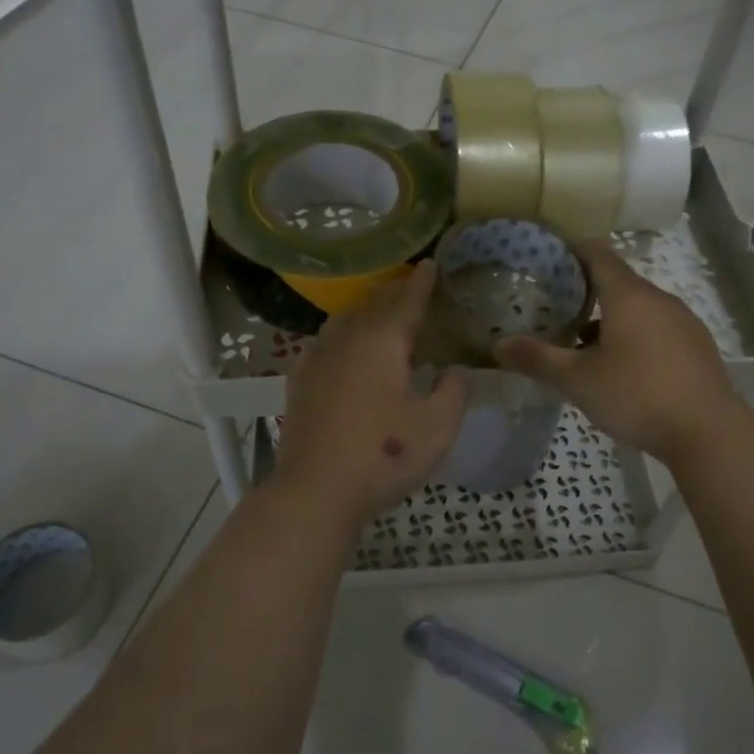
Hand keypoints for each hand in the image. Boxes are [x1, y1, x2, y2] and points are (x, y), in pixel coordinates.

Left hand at [271, 261, 467, 528]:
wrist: (316, 489)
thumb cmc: (384, 455)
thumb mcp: (438, 427)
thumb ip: (453, 392)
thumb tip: (453, 371)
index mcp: (383, 342)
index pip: (407, 302)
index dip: (422, 282)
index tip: (430, 263)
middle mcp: (348, 340)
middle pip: (373, 305)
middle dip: (393, 291)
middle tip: (409, 282)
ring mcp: (318, 359)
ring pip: (343, 320)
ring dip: (364, 309)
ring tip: (377, 310)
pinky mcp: (299, 382)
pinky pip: (321, 343)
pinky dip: (337, 334)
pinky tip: (337, 345)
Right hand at [495, 241, 748, 465]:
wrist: (708, 433)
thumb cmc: (637, 395)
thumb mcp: (578, 380)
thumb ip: (538, 359)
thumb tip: (498, 346)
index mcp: (628, 295)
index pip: (598, 254)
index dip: (572, 253)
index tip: (548, 264)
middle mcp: (659, 299)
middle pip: (619, 282)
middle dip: (587, 293)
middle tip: (556, 313)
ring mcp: (683, 322)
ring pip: (639, 309)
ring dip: (611, 319)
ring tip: (584, 347)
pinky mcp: (697, 347)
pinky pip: (658, 329)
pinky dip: (636, 337)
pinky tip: (624, 370)